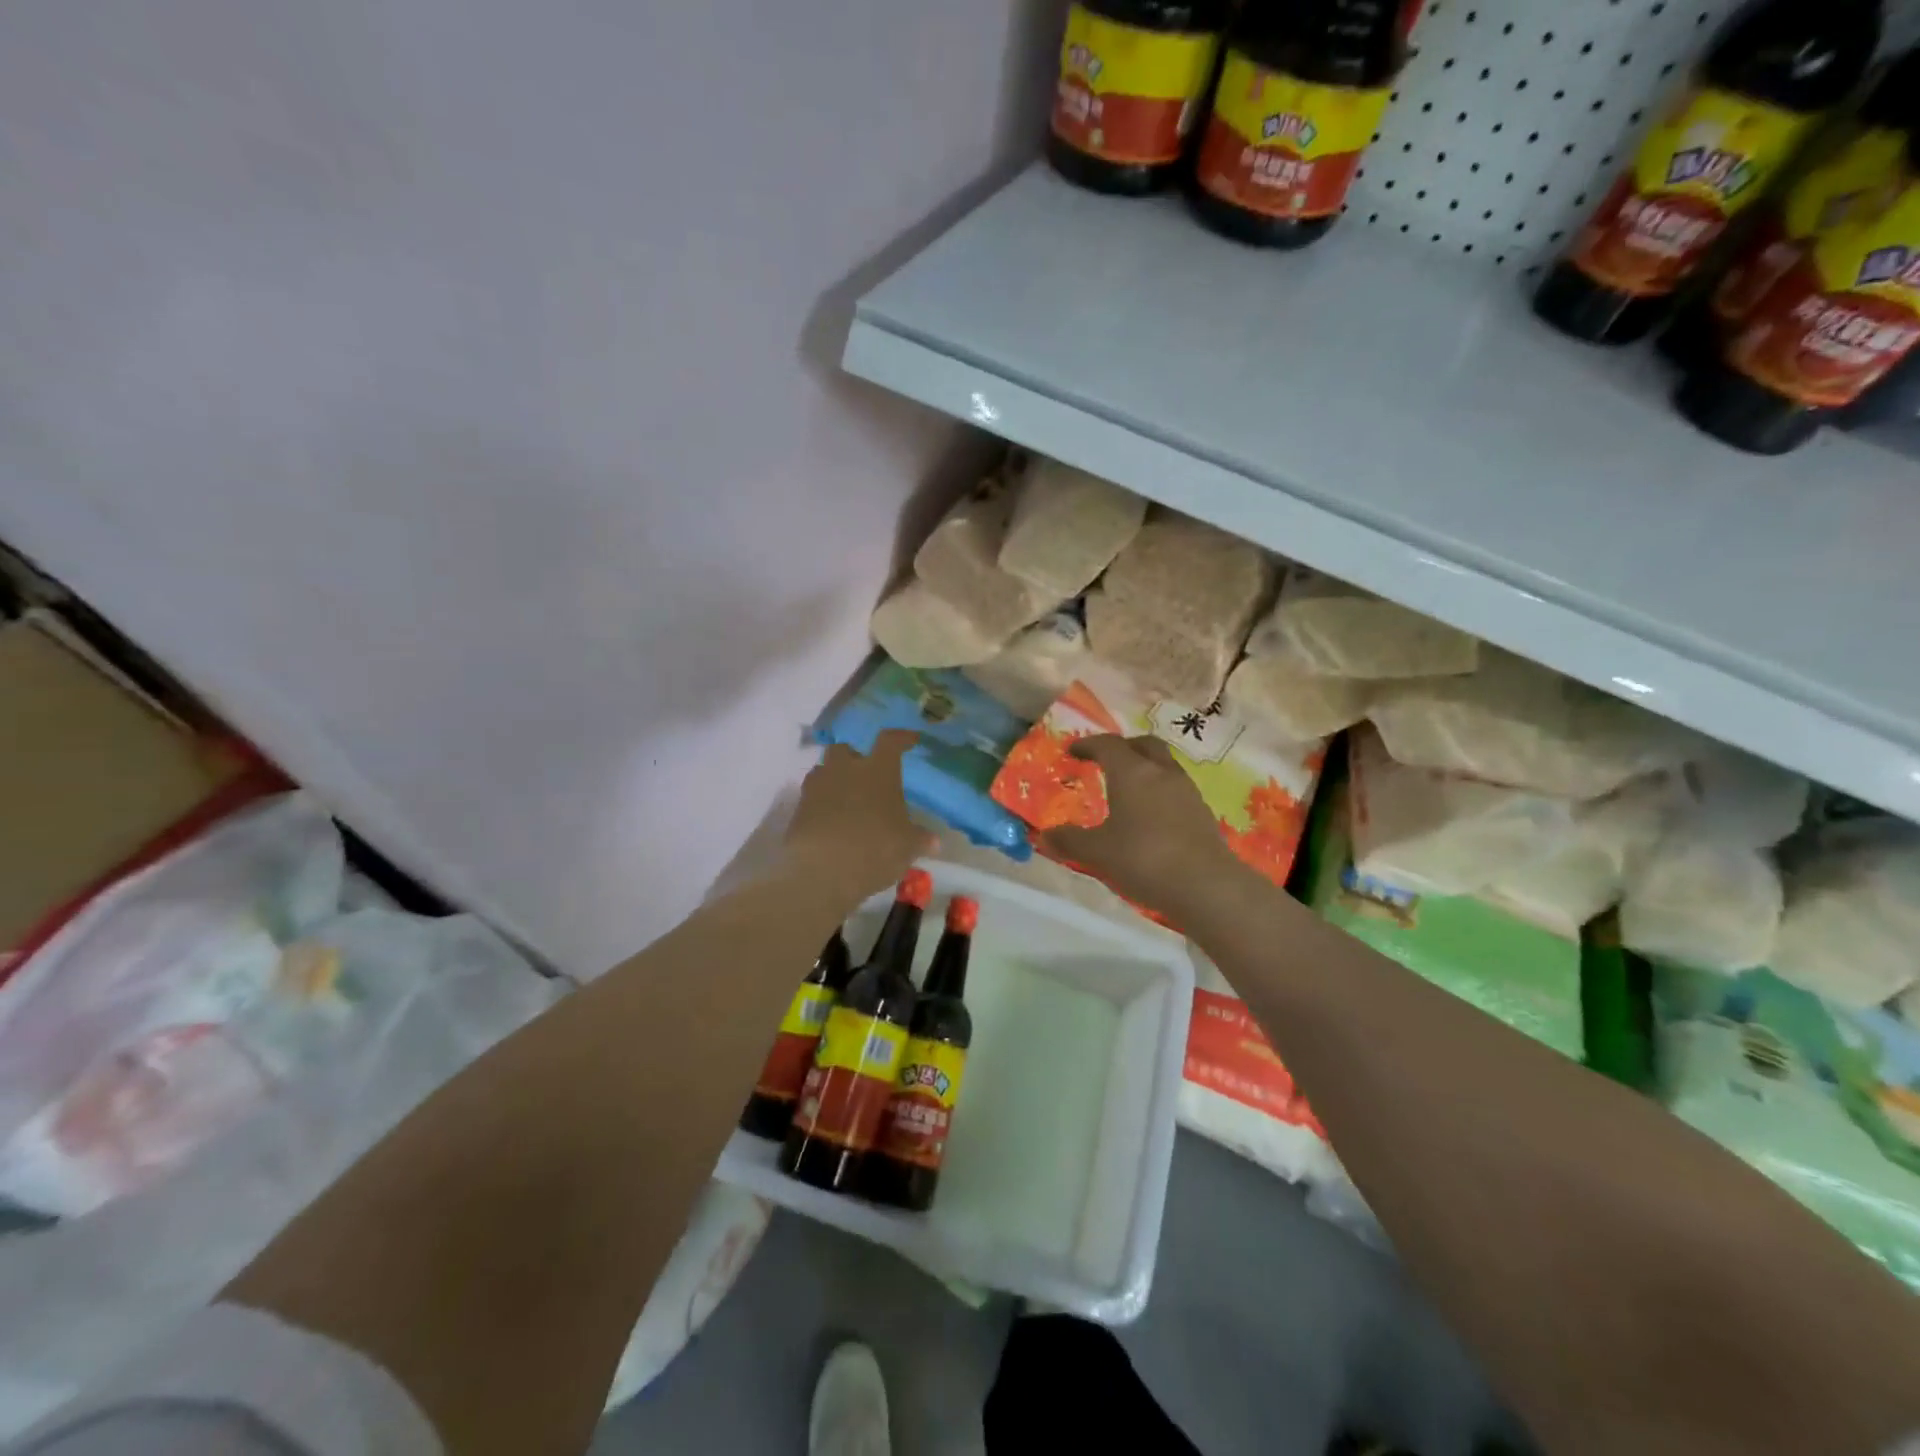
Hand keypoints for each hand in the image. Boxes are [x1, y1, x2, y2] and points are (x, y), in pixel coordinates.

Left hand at [784, 730, 929, 902]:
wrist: (822, 872)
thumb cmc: (875, 849)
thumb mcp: (907, 847)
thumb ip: (920, 838)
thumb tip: (934, 841)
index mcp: (878, 770)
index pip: (890, 741)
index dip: (901, 738)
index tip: (910, 740)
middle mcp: (845, 769)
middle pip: (845, 749)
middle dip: (854, 757)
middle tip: (866, 774)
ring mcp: (817, 788)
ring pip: (823, 770)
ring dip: (834, 778)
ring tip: (846, 798)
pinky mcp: (798, 810)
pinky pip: (811, 797)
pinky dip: (821, 804)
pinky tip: (831, 821)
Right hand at [1039, 735, 1248, 921]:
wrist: (1207, 886)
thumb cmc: (1144, 858)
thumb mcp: (1098, 852)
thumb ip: (1070, 840)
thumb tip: (1046, 834)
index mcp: (1132, 772)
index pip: (1108, 744)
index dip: (1088, 744)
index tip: (1073, 751)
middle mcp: (1161, 772)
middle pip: (1144, 744)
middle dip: (1123, 747)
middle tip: (1106, 760)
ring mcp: (1187, 791)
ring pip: (1164, 765)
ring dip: (1145, 768)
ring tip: (1128, 789)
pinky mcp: (1202, 812)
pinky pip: (1176, 788)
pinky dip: (1159, 791)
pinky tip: (1150, 816)